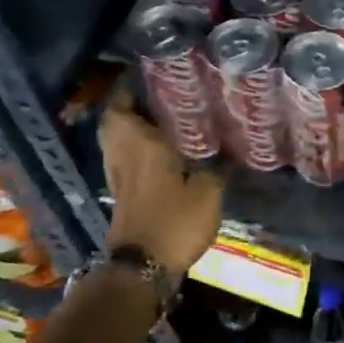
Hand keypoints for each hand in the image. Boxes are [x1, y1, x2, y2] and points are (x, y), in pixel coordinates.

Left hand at [100, 92, 225, 274]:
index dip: (129, 87)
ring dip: (130, 128)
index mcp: (141, 145)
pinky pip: (124, 159)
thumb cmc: (173, 222)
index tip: (147, 75)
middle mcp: (123, 155)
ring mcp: (118, 176)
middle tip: (156, 97)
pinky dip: (135, 149)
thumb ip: (218, 169)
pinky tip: (160, 153)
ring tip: (160, 121)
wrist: (142, 267)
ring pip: (116, 141)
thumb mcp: (208, 193)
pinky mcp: (121, 195)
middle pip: (114, 121)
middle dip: (129, 106)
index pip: (123, 105)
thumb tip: (230, 154)